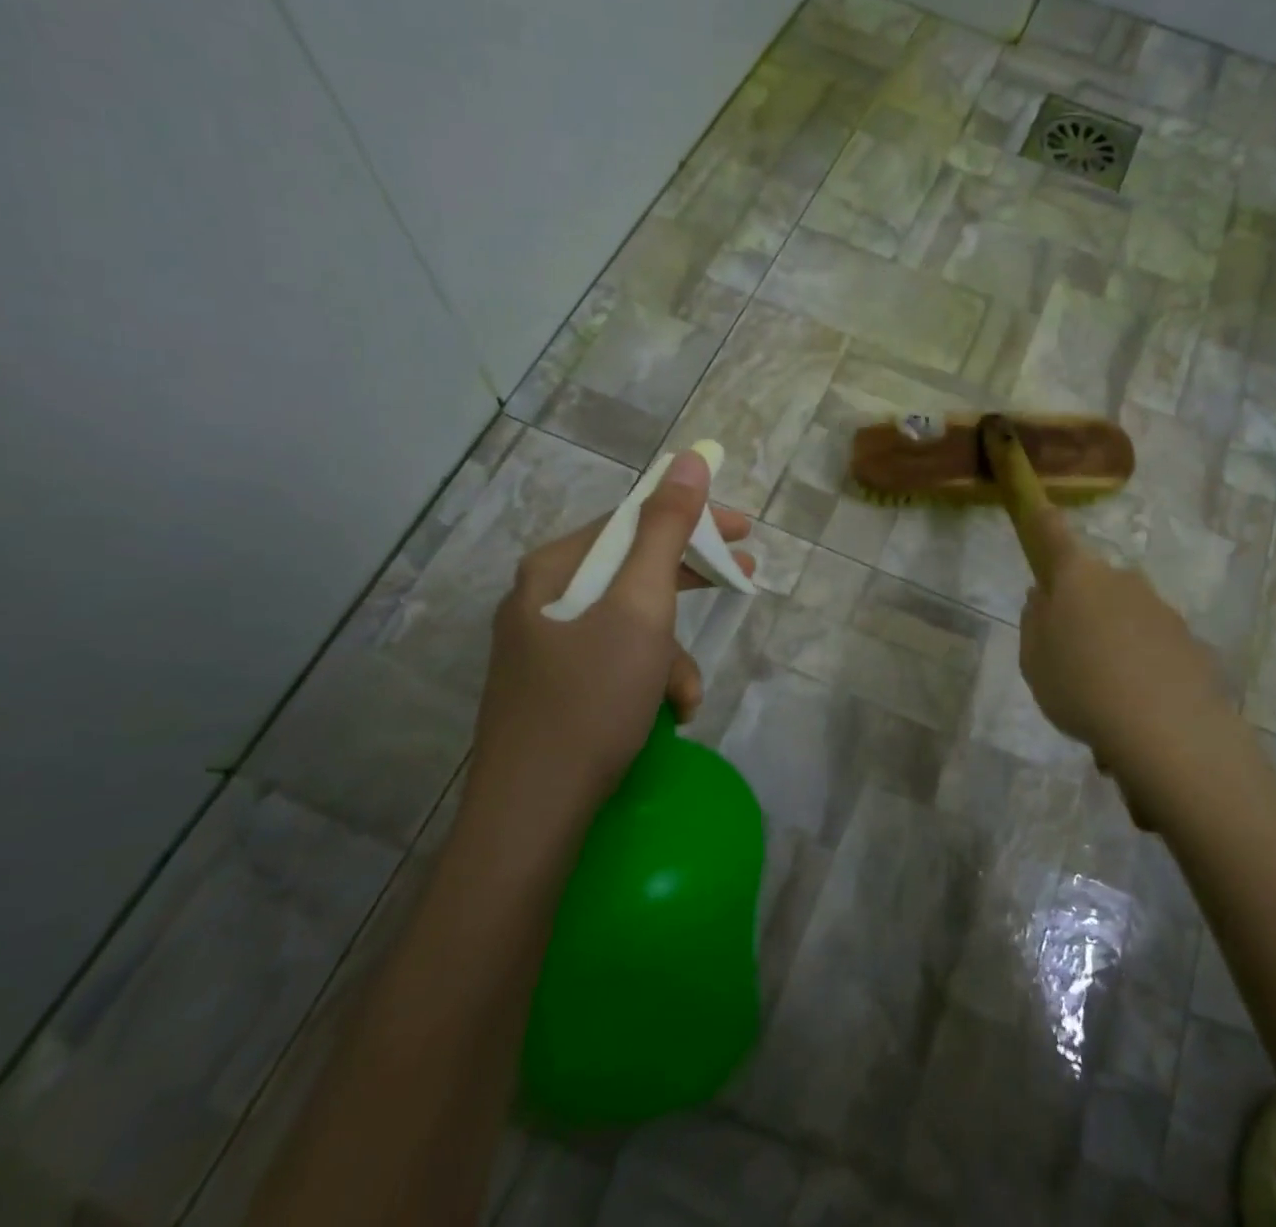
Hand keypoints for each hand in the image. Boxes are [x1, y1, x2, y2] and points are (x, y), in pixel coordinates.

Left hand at [464, 450, 753, 832]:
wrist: (531, 816)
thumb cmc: (591, 699)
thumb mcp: (640, 607)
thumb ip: (666, 529)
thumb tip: (689, 459)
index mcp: (554, 569)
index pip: (633, 519)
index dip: (693, 518)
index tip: (743, 529)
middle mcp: (542, 599)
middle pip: (633, 569)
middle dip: (690, 582)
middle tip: (744, 575)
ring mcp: (544, 648)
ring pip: (629, 624)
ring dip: (670, 653)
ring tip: (686, 696)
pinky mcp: (553, 689)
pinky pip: (614, 661)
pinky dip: (647, 680)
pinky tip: (666, 715)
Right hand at [1018, 509, 1232, 780]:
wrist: (1168, 731)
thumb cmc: (1080, 687)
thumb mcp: (1033, 660)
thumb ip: (1034, 621)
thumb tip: (1044, 596)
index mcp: (1077, 576)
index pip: (1052, 532)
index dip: (1040, 520)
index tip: (1036, 510)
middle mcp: (1122, 579)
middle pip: (1092, 581)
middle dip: (1080, 606)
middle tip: (1068, 654)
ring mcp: (1160, 608)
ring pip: (1124, 615)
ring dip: (1112, 641)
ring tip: (1103, 696)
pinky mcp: (1190, 641)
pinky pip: (1151, 646)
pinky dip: (1140, 666)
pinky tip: (1134, 710)